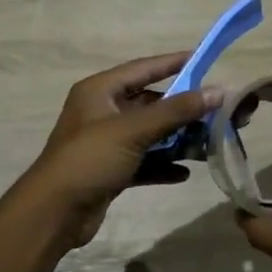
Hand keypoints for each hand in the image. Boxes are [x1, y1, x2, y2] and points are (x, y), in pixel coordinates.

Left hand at [23, 53, 222, 248]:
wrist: (54, 213)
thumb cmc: (90, 159)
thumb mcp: (133, 130)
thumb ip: (176, 110)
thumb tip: (218, 91)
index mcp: (100, 91)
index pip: (142, 68)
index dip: (172, 63)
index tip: (204, 58)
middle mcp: (102, 112)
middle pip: (150, 103)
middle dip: (182, 108)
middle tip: (217, 109)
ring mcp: (106, 143)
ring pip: (150, 134)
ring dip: (177, 138)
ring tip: (209, 142)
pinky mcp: (110, 171)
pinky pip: (144, 161)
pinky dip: (163, 165)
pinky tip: (185, 172)